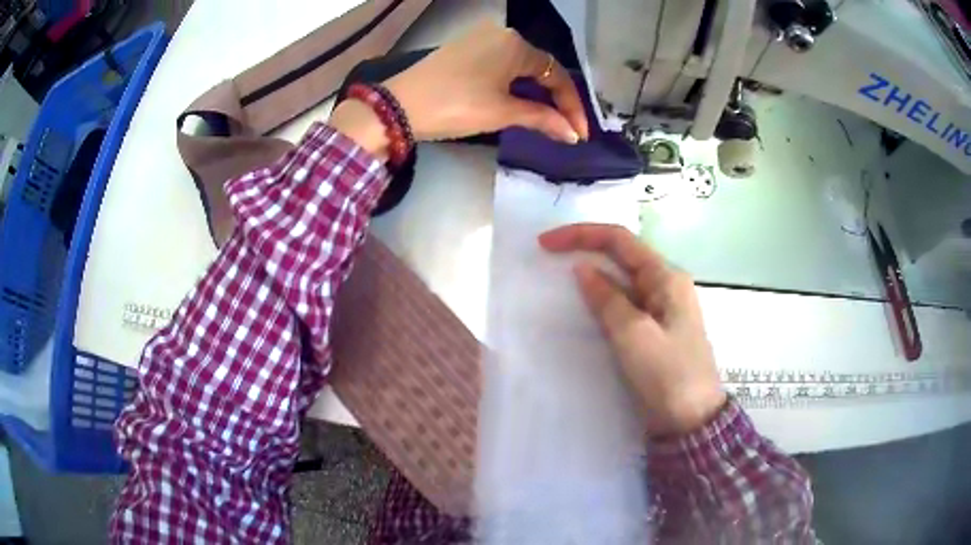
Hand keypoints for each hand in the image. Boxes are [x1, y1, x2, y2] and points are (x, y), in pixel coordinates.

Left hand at [385, 21, 588, 142]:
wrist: (399, 107)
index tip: (579, 134)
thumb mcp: (502, 113)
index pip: (556, 75)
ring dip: (535, 93)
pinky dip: (514, 84)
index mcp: (516, 44)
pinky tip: (518, 101)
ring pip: (520, 66)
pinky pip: (501, 64)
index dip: (572, 106)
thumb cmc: (455, 106)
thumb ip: (541, 119)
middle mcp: (501, 34)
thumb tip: (572, 133)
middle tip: (566, 129)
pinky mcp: (464, 49)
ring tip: (546, 120)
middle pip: (540, 68)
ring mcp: (480, 39)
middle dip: (556, 99)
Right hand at [538, 223, 725, 437]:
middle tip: (547, 258)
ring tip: (558, 281)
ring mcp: (661, 308)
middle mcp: (666, 285)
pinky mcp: (654, 329)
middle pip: (621, 255)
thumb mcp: (635, 336)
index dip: (581, 235)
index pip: (620, 240)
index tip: (545, 243)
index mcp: (667, 278)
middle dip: (585, 250)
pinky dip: (601, 301)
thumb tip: (583, 268)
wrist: (692, 421)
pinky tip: (583, 308)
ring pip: (621, 280)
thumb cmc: (668, 376)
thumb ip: (608, 300)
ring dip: (592, 276)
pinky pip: (624, 304)